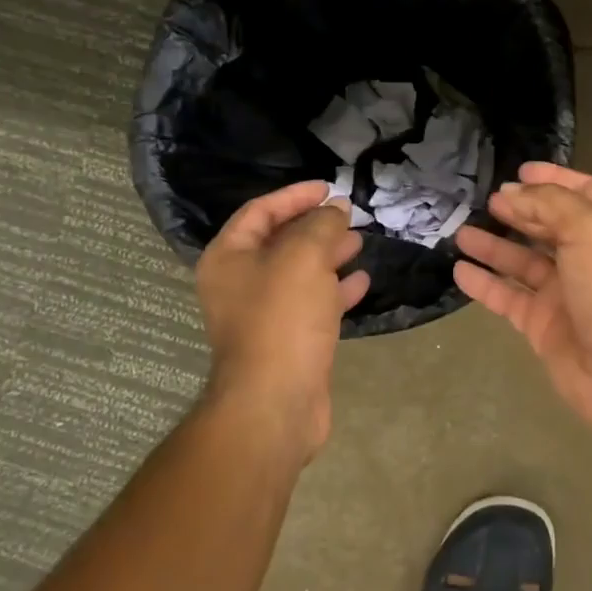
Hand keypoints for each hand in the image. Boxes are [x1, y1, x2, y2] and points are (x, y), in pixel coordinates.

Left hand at [195, 181, 369, 461]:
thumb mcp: (304, 257)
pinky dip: (335, 290)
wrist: (276, 403)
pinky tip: (362, 282)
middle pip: (280, 241)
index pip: (260, 211)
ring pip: (299, 273)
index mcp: (229, 257)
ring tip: (360, 243)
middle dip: (315, 226)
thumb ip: (321, 225)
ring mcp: (263, 314)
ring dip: (329, 255)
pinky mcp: (287, 340)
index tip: (329, 187)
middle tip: (348, 216)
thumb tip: (336, 209)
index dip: (294, 195)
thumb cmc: (282, 319)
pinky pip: (312, 304)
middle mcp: (240, 283)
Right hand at [452, 162, 591, 451]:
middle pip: (548, 225)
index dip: (553, 178)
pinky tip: (460, 270)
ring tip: (461, 232)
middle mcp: (588, 256)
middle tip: (484, 200)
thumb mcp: (589, 228)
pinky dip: (485, 284)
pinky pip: (508, 298)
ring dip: (494, 246)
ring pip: (522, 262)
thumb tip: (510, 194)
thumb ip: (548, 203)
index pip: (581, 192)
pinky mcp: (544, 326)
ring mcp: (564, 293)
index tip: (519, 170)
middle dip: (519, 210)